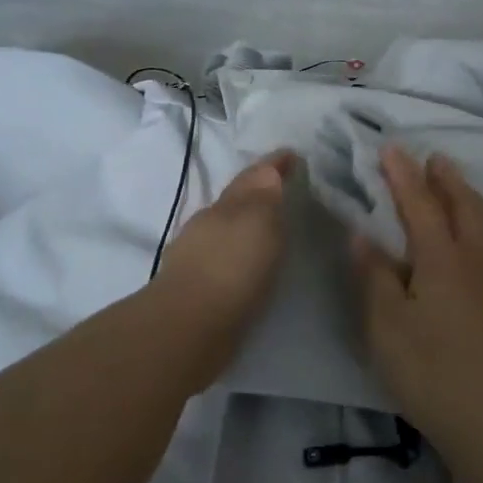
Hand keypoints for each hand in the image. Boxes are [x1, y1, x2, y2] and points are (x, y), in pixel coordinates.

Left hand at [150, 150, 296, 351]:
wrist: (189, 327)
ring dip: (248, 226)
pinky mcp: (199, 289)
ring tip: (274, 229)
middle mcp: (209, 225)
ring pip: (228, 230)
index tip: (293, 155)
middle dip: (259, 193)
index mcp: (226, 205)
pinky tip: (252, 265)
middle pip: (236, 201)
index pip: (253, 176)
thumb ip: (264, 194)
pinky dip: (241, 255)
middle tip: (287, 191)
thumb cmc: (231, 267)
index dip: (273, 164)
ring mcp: (199, 257)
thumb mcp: (258, 221)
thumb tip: (267, 170)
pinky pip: (226, 259)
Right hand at [353, 145, 482, 441]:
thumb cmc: (430, 371)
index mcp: (442, 258)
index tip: (391, 149)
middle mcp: (480, 259)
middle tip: (434, 159)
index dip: (404, 175)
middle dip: (447, 179)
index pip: (420, 204)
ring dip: (475, 201)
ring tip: (464, 191)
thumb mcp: (385, 326)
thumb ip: (375, 275)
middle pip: (465, 206)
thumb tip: (363, 234)